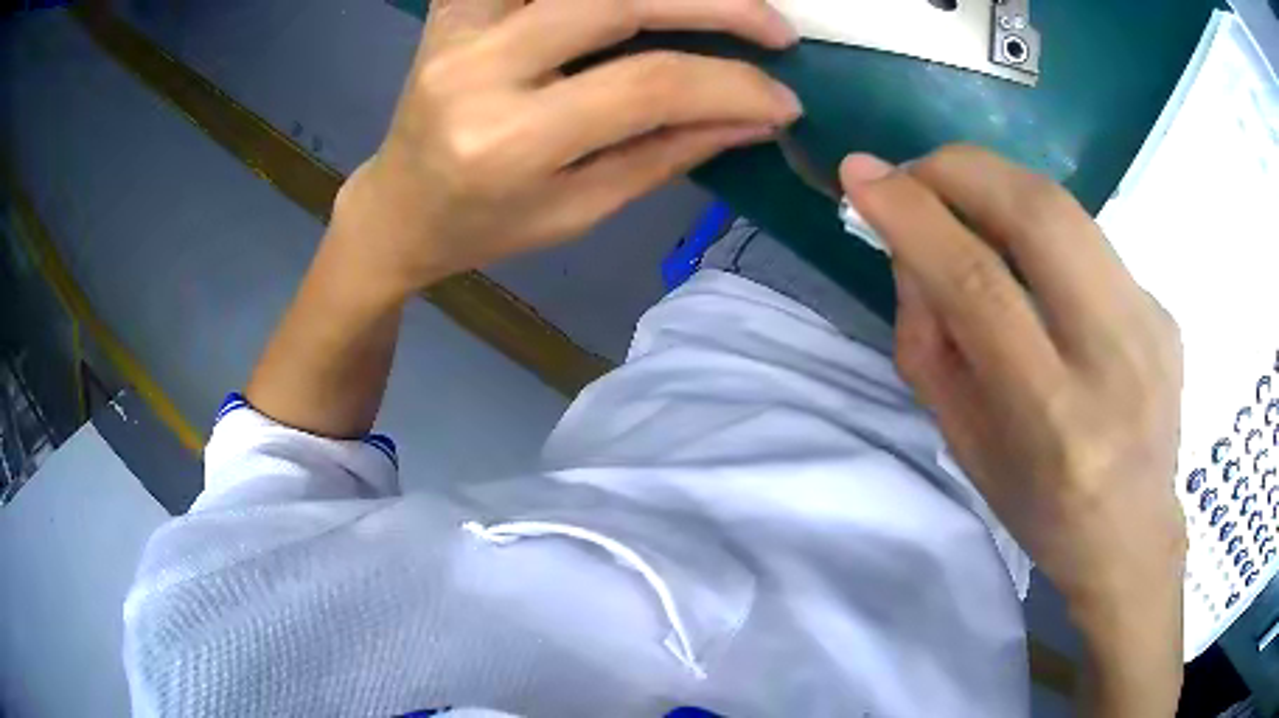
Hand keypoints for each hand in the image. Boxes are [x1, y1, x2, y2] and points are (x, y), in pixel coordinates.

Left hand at [337, 0, 802, 297]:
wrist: (398, 206)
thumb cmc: (485, 225)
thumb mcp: (579, 209)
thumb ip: (668, 152)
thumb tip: (755, 117)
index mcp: (508, 141)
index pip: (646, 85)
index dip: (732, 85)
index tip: (784, 100)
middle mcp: (478, 68)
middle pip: (615, 1)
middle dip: (716, 4)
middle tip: (777, 25)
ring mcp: (459, 25)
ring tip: (721, 3)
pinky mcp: (453, 5)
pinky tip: (636, 2)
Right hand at [841, 147, 1185, 714]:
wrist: (1132, 535)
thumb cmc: (1040, 509)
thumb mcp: (966, 446)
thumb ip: (932, 344)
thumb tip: (912, 248)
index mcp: (1054, 420)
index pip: (978, 285)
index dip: (914, 217)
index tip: (860, 175)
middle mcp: (1114, 359)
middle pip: (1038, 214)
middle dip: (960, 170)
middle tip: (914, 174)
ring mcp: (1151, 325)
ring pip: (1068, 209)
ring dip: (998, 185)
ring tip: (961, 203)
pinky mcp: (1164, 310)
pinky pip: (1090, 242)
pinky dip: (1041, 230)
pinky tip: (1033, 265)